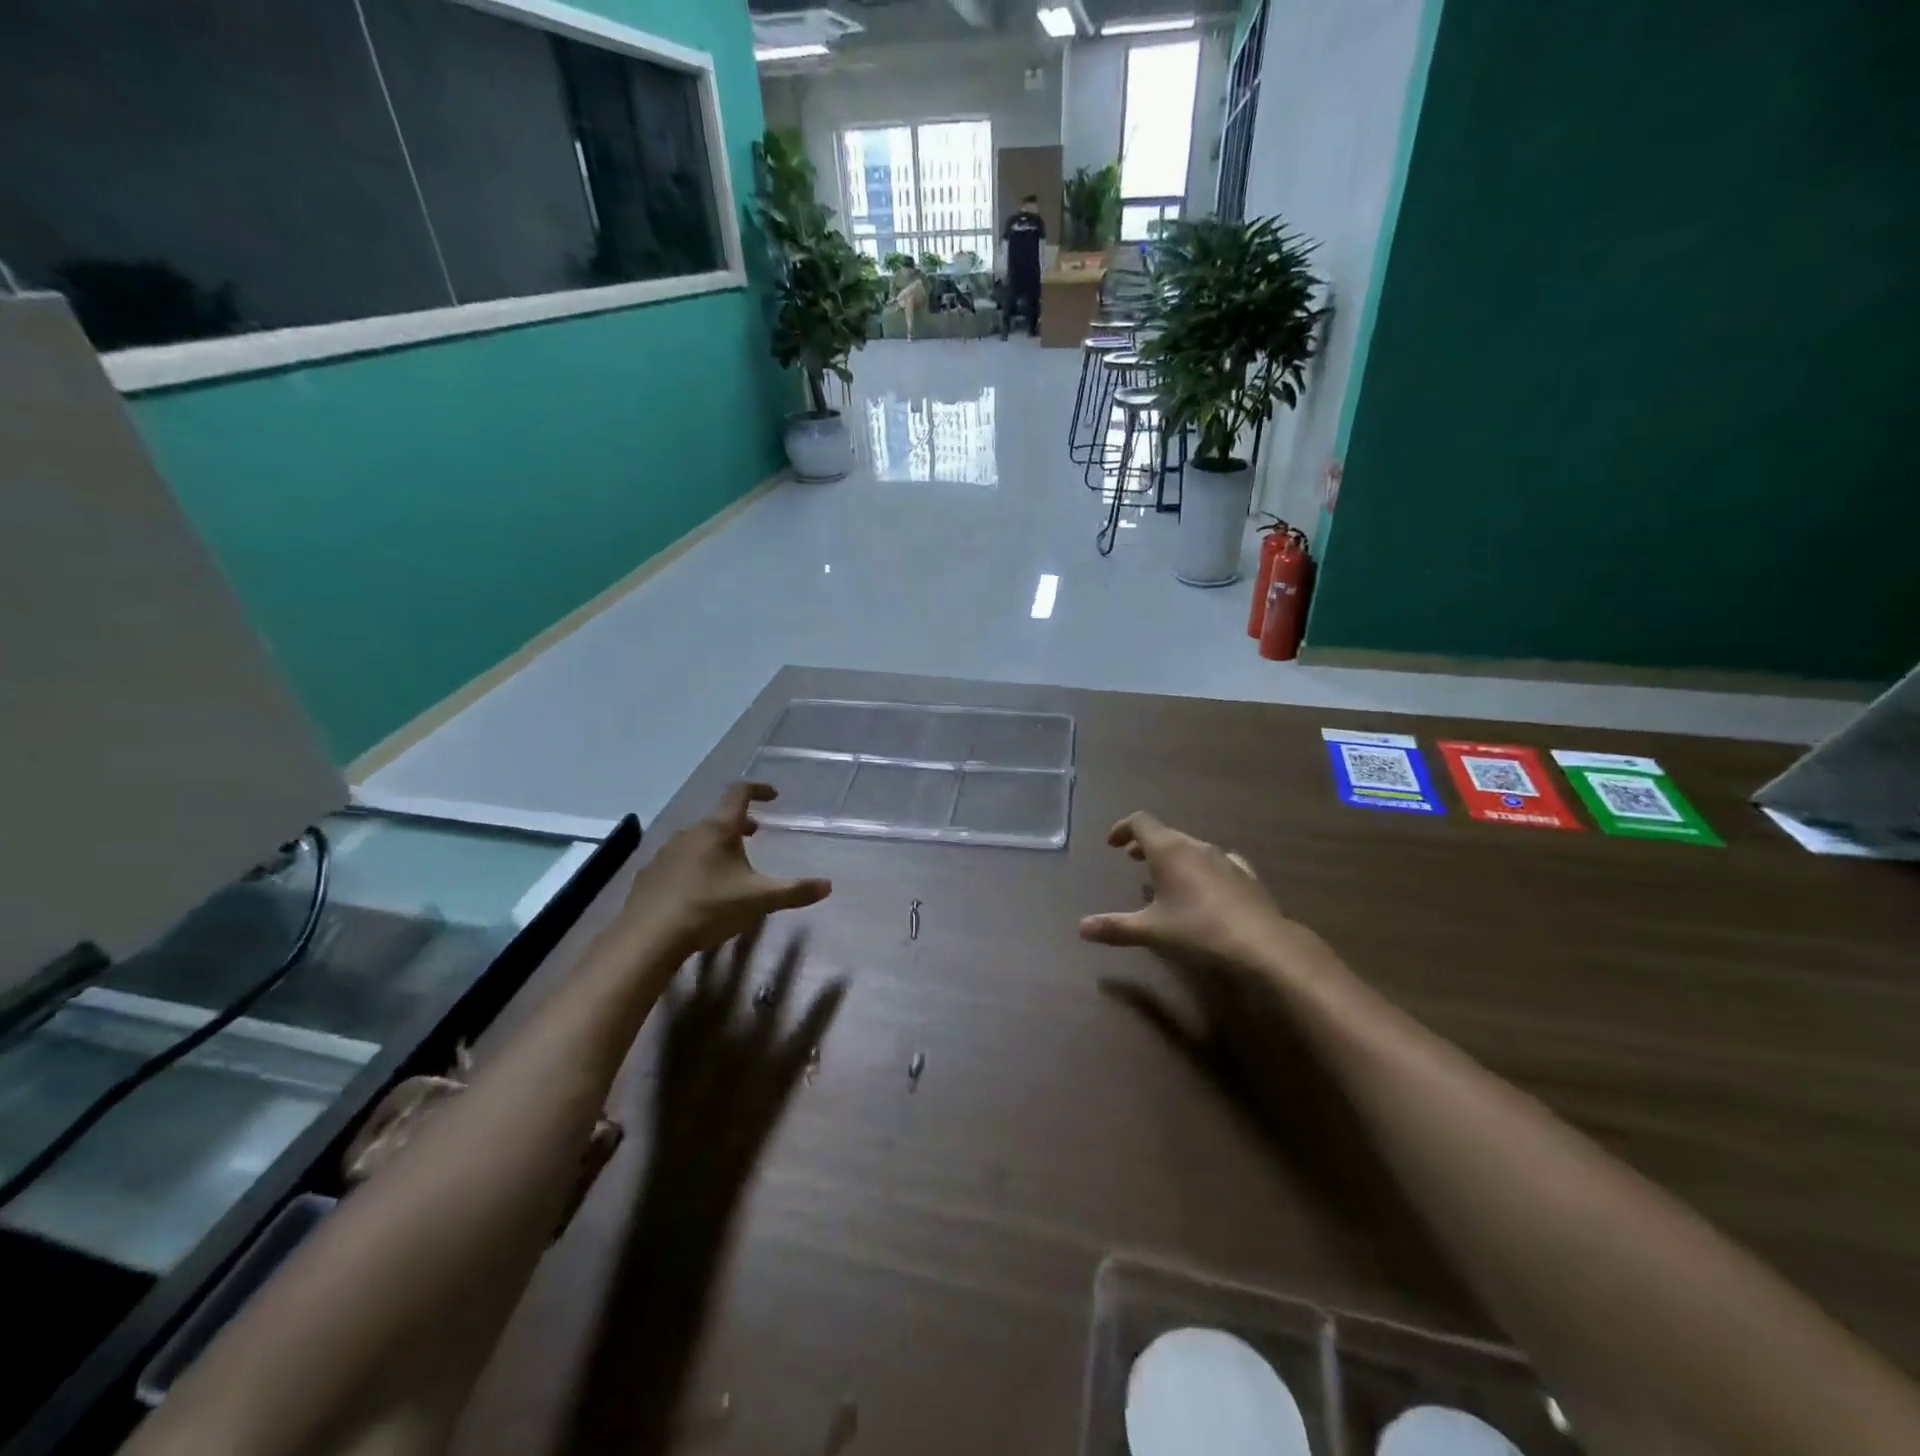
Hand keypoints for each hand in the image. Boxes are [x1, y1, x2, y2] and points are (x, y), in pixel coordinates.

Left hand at [620, 784, 831, 959]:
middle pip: (719, 819)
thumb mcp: (760, 900)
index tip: (773, 796)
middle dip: (739, 824)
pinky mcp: (649, 874)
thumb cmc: (710, 908)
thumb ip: (795, 891)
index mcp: (719, 830)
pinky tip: (698, 889)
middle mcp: (691, 833)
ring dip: (716, 845)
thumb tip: (828, 885)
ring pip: (697, 839)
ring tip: (728, 865)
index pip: (740, 794)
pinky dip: (693, 864)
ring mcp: (666, 852)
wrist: (649, 936)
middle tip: (754, 834)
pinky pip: (678, 860)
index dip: (758, 790)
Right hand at [1078, 811, 1340, 986]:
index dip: (1123, 828)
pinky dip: (1202, 868)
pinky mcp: (1246, 876)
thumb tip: (1081, 928)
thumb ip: (1115, 927)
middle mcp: (1196, 846)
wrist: (1261, 943)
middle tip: (1132, 859)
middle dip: (1146, 844)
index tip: (1112, 844)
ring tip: (1165, 876)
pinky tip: (1207, 885)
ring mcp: (1224, 859)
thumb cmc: (1197, 929)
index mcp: (1168, 850)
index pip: (1141, 822)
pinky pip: (1218, 862)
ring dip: (1174, 856)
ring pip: (1192, 847)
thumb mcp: (1150, 930)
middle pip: (1166, 834)